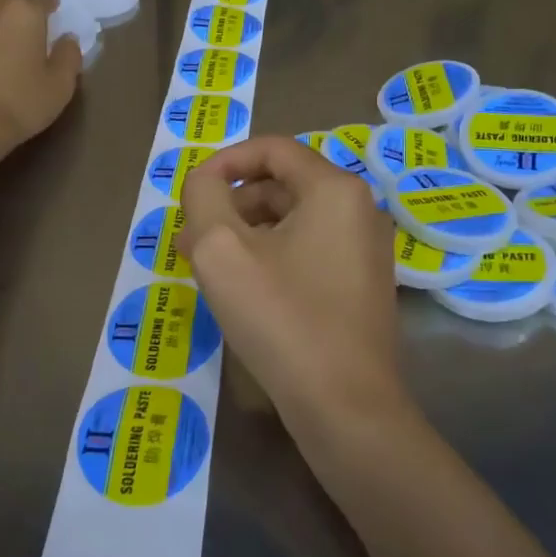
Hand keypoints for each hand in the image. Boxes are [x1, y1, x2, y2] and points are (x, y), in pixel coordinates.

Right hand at [179, 137, 411, 439]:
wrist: (346, 407)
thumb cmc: (282, 318)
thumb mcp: (221, 249)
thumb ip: (203, 197)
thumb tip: (205, 181)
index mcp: (334, 189)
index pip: (272, 149)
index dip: (224, 162)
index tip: (190, 192)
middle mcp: (359, 209)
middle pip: (282, 185)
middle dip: (230, 205)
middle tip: (189, 239)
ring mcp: (366, 250)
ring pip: (293, 222)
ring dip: (246, 233)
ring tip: (206, 267)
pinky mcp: (362, 286)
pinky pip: (308, 252)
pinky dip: (270, 257)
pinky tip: (242, 288)